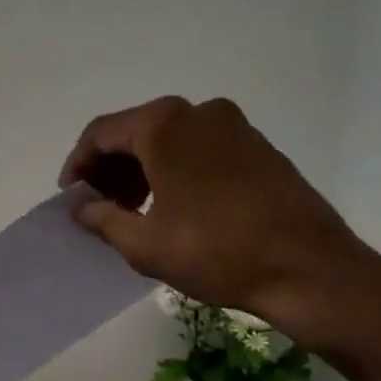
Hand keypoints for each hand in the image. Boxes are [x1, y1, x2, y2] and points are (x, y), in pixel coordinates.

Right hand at [60, 96, 380, 380]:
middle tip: (99, 205)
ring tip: (134, 209)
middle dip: (110, 167)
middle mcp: (197, 111)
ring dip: (142, 169)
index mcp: (163, 125)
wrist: (310, 269)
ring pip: (169, 138)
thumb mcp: (144, 243)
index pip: (100, 133)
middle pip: (135, 131)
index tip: (70, 197)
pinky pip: (200, 147)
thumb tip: (82, 208)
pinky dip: (175, 168)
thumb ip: (102, 218)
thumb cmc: (216, 251)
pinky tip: (174, 205)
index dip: (78, 164)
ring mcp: (234, 125)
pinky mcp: (258, 145)